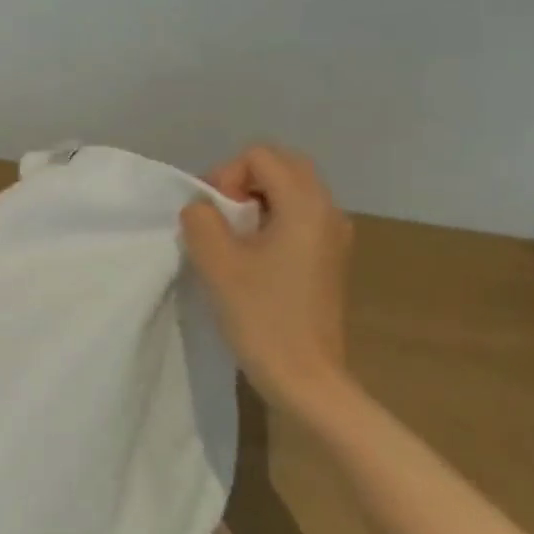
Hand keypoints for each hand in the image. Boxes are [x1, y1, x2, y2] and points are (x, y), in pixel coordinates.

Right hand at [180, 145, 354, 411]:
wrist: (306, 377)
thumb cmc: (262, 316)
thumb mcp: (217, 262)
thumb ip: (200, 220)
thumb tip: (202, 209)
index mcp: (305, 205)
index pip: (260, 156)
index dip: (225, 177)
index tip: (212, 218)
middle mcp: (328, 211)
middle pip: (281, 166)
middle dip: (242, 183)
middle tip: (218, 221)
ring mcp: (334, 236)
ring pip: (291, 192)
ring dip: (255, 203)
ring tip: (231, 241)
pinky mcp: (329, 259)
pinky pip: (298, 218)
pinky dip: (271, 222)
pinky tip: (252, 259)